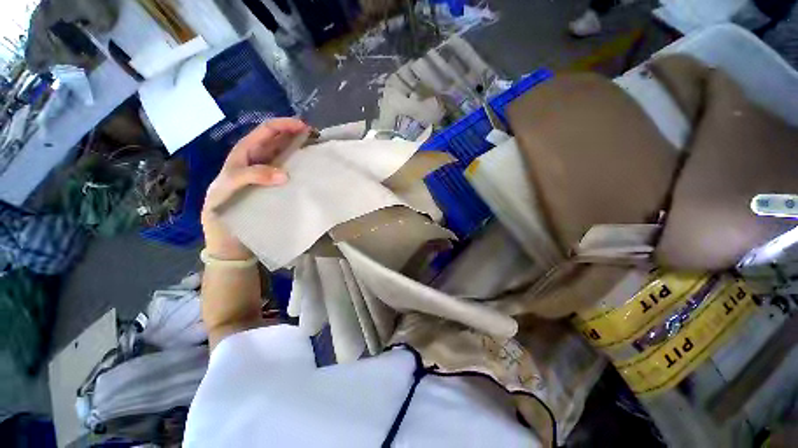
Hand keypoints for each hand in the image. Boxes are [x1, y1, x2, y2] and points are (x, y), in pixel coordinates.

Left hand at [202, 117, 309, 259]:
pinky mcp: (277, 188)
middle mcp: (257, 161)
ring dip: (300, 150)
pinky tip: (310, 171)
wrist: (228, 238)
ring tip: (317, 151)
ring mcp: (268, 175)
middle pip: (278, 141)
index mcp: (243, 154)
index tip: (304, 127)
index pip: (265, 132)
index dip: (283, 125)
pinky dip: (300, 169)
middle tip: (316, 138)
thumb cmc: (222, 210)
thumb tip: (285, 174)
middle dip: (295, 135)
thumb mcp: (228, 188)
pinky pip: (290, 174)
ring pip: (285, 156)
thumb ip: (251, 176)